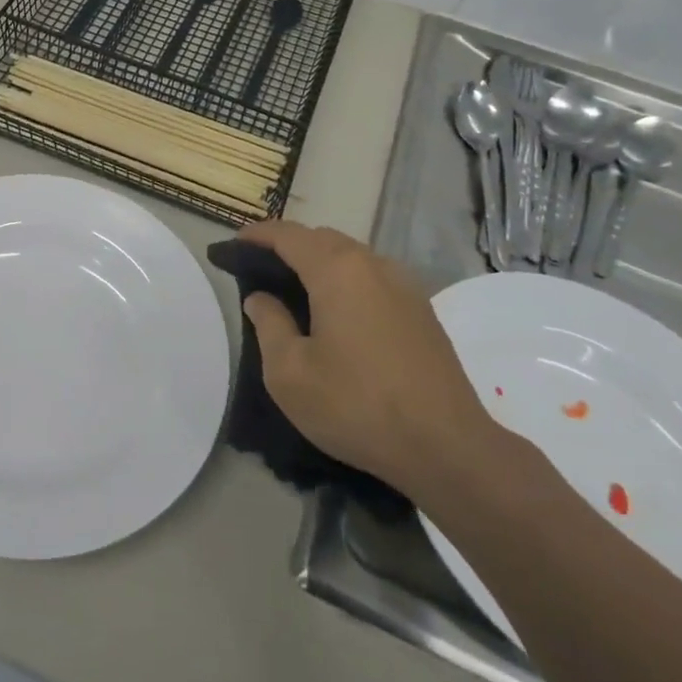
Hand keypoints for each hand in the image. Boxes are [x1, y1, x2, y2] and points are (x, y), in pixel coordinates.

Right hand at [238, 221, 501, 501]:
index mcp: (336, 270)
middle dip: (289, 246)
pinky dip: (346, 281)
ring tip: (296, 292)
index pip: (288, 235)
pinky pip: (372, 278)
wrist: (447, 447)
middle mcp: (372, 264)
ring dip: (319, 263)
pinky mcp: (421, 310)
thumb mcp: (290, 373)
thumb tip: (261, 297)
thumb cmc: (357, 405)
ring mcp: (403, 285)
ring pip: (351, 257)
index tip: (234, 245)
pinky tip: (337, 314)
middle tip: (261, 271)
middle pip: (322, 239)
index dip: (257, 235)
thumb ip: (269, 324)